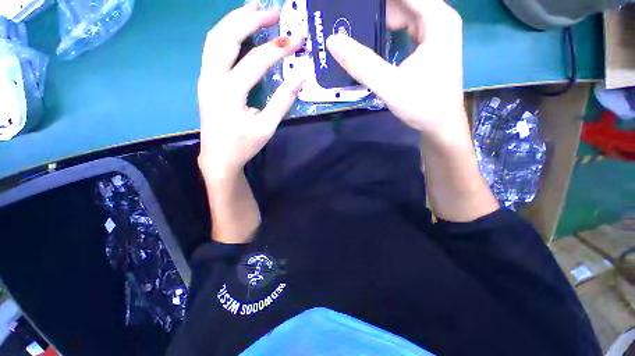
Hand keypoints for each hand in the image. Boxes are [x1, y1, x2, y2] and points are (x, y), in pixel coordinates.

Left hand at [197, 3, 303, 178]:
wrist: (218, 157)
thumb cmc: (244, 145)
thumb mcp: (267, 127)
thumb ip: (283, 101)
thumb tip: (301, 76)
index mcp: (228, 93)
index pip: (255, 61)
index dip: (278, 48)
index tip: (298, 38)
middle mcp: (211, 78)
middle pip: (226, 36)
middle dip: (251, 18)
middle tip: (275, 11)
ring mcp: (205, 76)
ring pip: (215, 37)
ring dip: (236, 19)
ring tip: (256, 9)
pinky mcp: (206, 79)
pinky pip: (214, 48)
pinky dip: (227, 32)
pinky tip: (240, 27)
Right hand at [326, 0, 467, 147]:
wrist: (440, 125)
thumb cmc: (422, 105)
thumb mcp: (389, 85)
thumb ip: (361, 64)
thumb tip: (333, 41)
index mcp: (437, 20)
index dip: (375, 0)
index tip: (353, 5)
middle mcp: (439, 19)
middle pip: (403, 2)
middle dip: (376, 7)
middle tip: (349, 14)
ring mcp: (434, 33)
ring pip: (403, 14)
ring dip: (379, 17)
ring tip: (355, 23)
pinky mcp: (428, 46)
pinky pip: (405, 29)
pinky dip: (387, 30)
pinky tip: (371, 37)